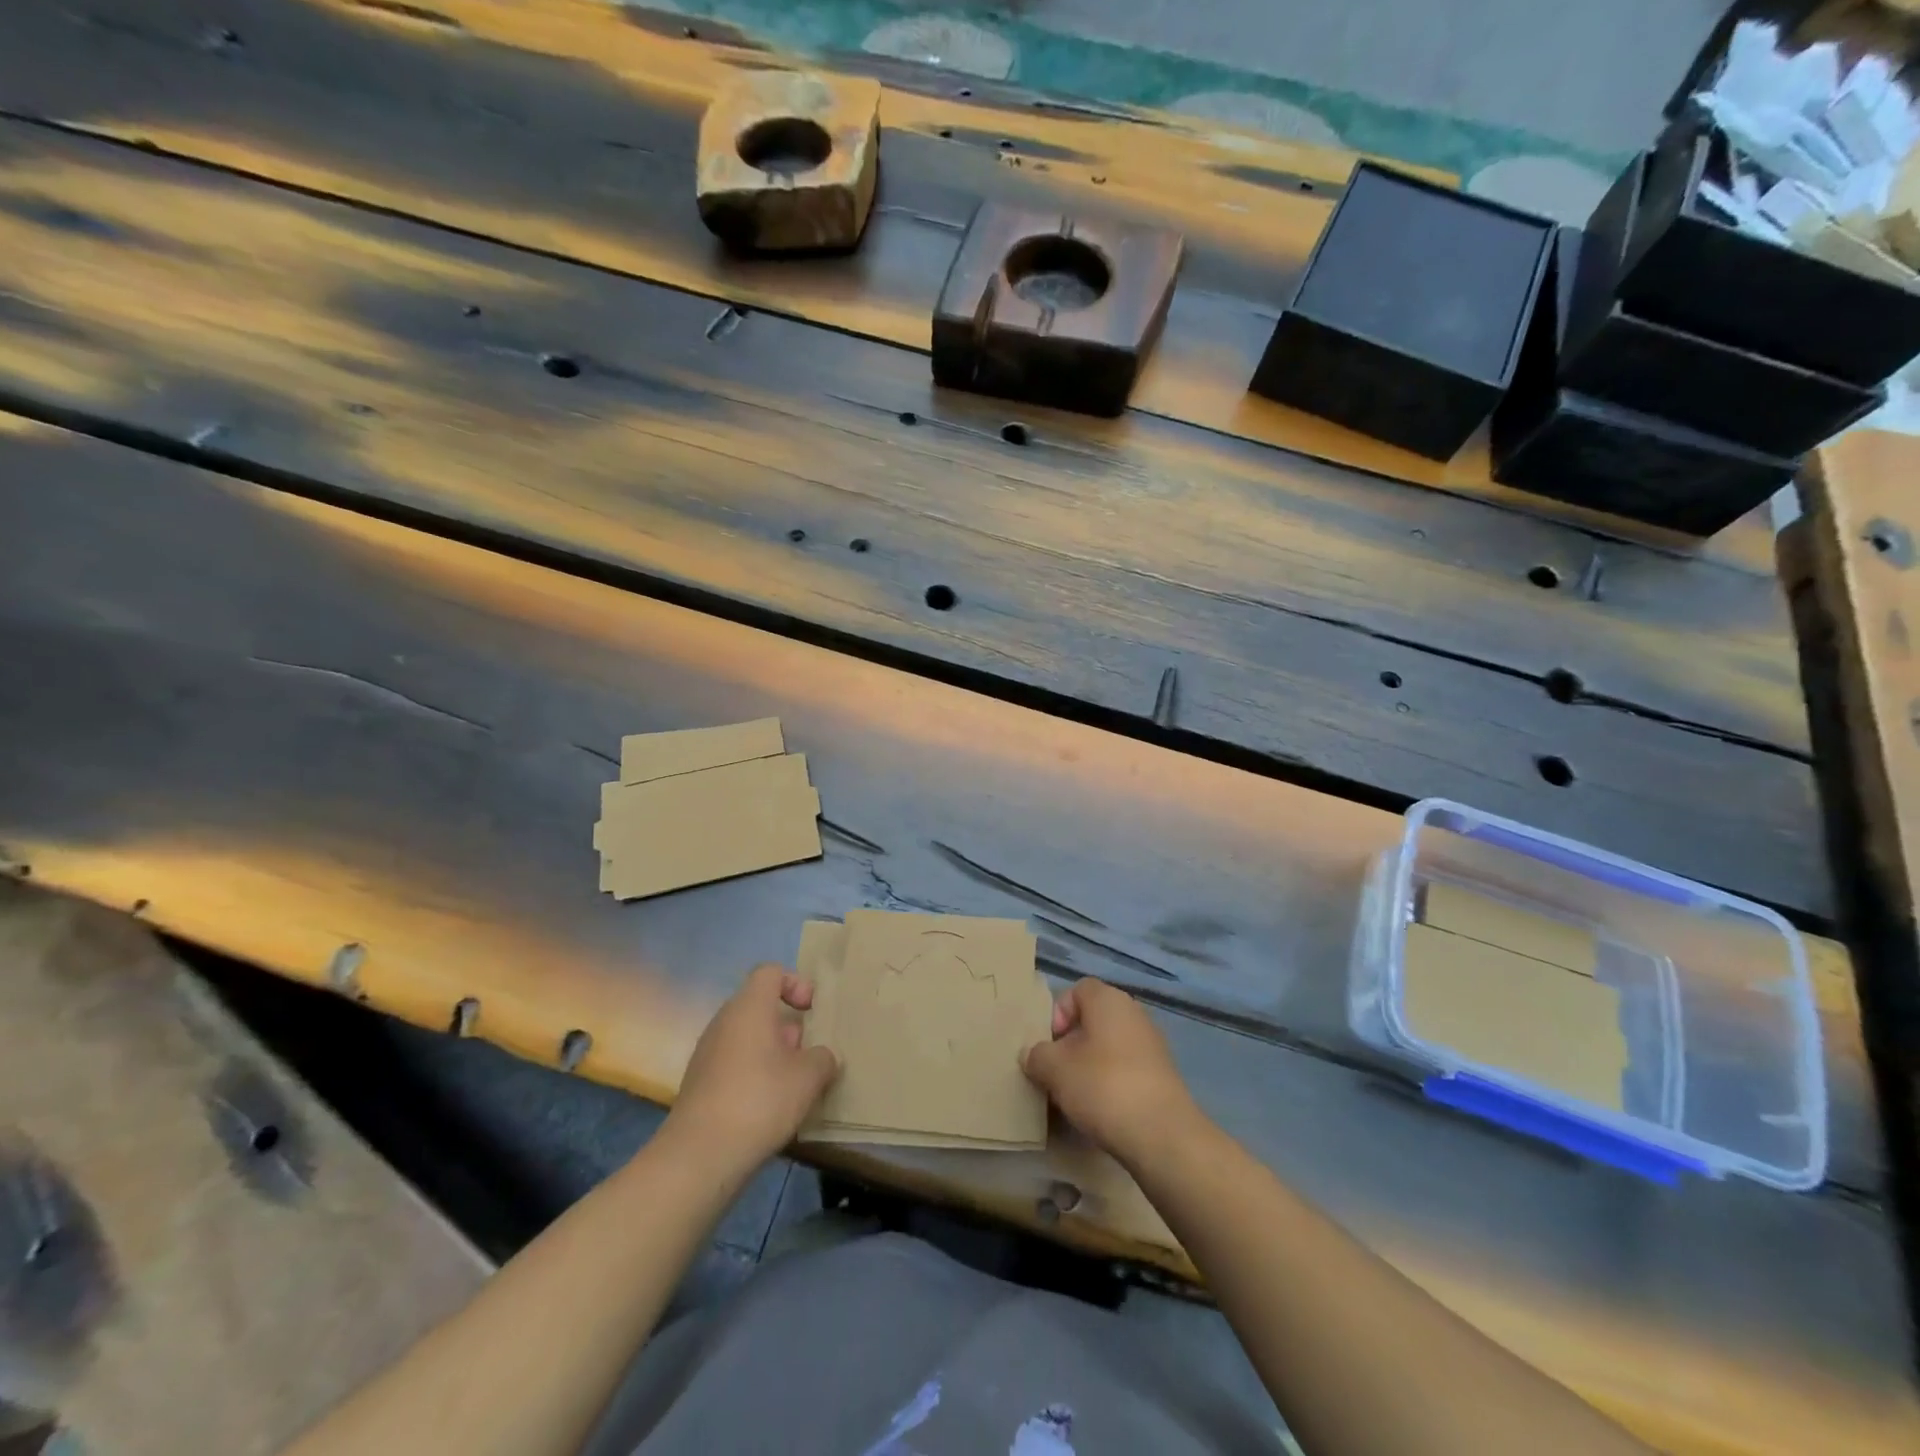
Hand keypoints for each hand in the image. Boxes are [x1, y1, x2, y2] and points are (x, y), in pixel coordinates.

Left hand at [665, 964, 839, 1172]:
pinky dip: (754, 1075)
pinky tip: (769, 1107)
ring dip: (772, 1054)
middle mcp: (724, 1022)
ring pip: (747, 1038)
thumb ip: (823, 1058)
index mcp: (749, 1007)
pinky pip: (733, 1064)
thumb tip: (821, 1057)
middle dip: (787, 1026)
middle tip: (807, 1054)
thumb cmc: (760, 1100)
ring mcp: (707, 1053)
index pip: (770, 972)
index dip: (795, 983)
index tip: (810, 1011)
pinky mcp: (700, 1084)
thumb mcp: (808, 1077)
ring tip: (793, 1085)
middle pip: (759, 1006)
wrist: (700, 1156)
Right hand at [1023, 979, 1202, 1167]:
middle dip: (1071, 1043)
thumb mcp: (1054, 1069)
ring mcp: (1152, 1044)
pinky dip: (1111, 1082)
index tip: (1050, 1045)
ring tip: (1075, 1095)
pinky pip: (1126, 1068)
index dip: (1058, 1013)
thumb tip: (1033, 1054)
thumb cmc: (1103, 1086)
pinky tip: (1101, 1109)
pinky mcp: (1162, 1076)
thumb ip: (1037, 1055)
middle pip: (1093, 1019)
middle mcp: (1133, 1013)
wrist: (1162, 1134)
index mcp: (1109, 999)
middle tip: (1057, 1071)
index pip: (1077, 990)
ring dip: (1090, 1065)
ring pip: (1109, 1046)